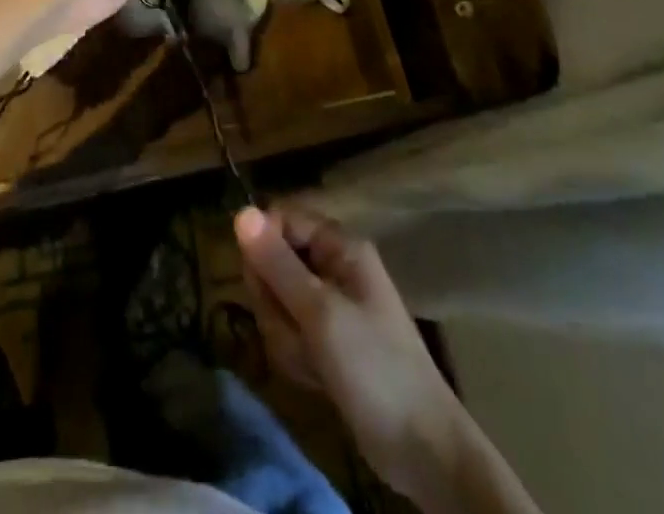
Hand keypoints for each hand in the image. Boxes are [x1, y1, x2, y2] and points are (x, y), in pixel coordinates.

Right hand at [237, 206, 496, 511]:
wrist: (423, 450)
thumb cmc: (374, 368)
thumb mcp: (320, 312)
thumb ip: (277, 263)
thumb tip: (240, 212)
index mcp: (339, 246)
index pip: (280, 219)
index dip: (263, 246)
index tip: (261, 283)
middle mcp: (333, 266)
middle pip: (274, 262)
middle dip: (275, 303)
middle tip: (296, 332)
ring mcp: (330, 305)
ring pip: (277, 301)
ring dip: (284, 336)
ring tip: (311, 361)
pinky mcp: (326, 340)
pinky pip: (289, 332)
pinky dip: (295, 356)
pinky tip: (315, 378)